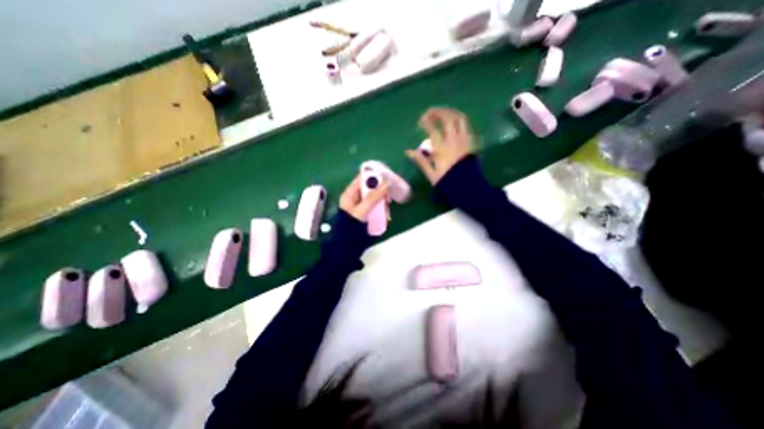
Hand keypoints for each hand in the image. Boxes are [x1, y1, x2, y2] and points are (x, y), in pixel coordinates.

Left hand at [341, 175, 388, 221]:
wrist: (349, 244)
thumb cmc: (351, 225)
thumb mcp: (362, 210)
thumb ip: (373, 197)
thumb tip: (385, 183)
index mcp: (350, 194)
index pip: (362, 179)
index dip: (373, 177)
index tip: (385, 179)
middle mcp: (357, 198)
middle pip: (371, 189)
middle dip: (381, 194)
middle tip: (387, 200)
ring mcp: (363, 206)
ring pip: (376, 199)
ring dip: (383, 204)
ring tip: (386, 212)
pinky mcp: (368, 214)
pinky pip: (377, 208)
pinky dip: (382, 211)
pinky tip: (385, 217)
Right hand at [405, 107, 471, 184]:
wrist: (468, 187)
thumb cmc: (448, 182)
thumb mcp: (431, 174)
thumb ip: (421, 161)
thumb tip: (408, 151)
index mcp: (442, 149)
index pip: (433, 129)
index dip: (425, 122)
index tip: (420, 121)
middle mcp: (454, 141)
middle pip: (447, 118)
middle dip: (437, 112)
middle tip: (430, 113)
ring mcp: (464, 140)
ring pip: (459, 118)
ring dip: (450, 112)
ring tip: (442, 113)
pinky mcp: (471, 142)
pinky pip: (467, 125)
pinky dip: (460, 119)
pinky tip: (455, 121)